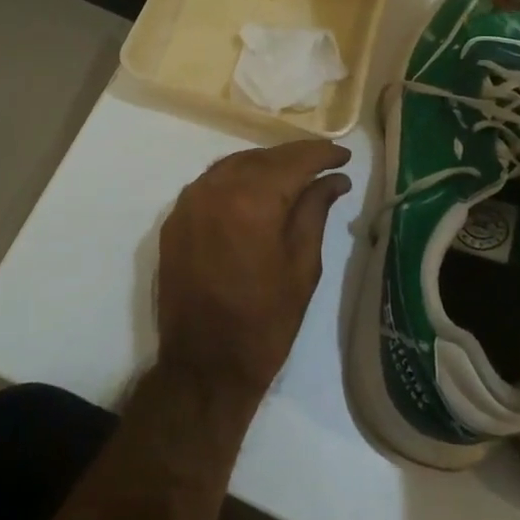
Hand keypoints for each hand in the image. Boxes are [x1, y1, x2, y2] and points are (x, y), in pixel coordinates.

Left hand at [156, 139, 352, 403]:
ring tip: (293, 176)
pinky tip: (255, 192)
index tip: (344, 156)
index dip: (322, 154)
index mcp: (252, 200)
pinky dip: (236, 180)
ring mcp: (189, 202)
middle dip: (294, 157)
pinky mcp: (175, 220)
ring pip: (233, 165)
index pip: (294, 161)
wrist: (204, 365)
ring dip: (265, 165)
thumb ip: (315, 211)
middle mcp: (215, 189)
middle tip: (324, 164)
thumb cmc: (266, 321)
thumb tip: (333, 180)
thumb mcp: (303, 266)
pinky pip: (210, 184)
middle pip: (262, 157)